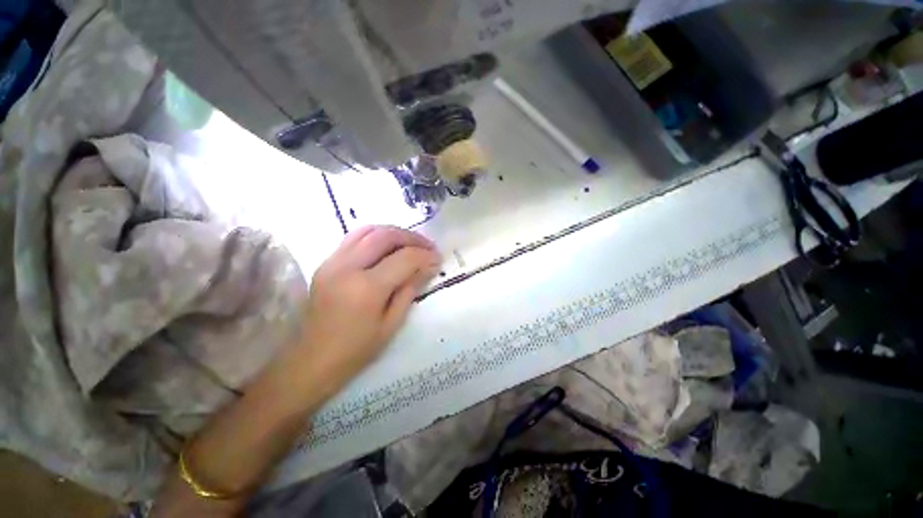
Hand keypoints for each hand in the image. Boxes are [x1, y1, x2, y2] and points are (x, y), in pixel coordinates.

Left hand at [298, 226, 439, 384]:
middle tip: (428, 247)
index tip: (438, 258)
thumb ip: (410, 289)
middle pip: (386, 236)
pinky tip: (387, 247)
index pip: (404, 258)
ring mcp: (332, 262)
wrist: (313, 359)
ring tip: (410, 243)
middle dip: (412, 238)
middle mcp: (347, 267)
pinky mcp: (326, 263)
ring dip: (394, 232)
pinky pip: (353, 238)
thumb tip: (428, 266)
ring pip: (368, 230)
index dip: (425, 255)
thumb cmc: (358, 349)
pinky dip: (375, 236)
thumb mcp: (392, 323)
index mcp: (367, 288)